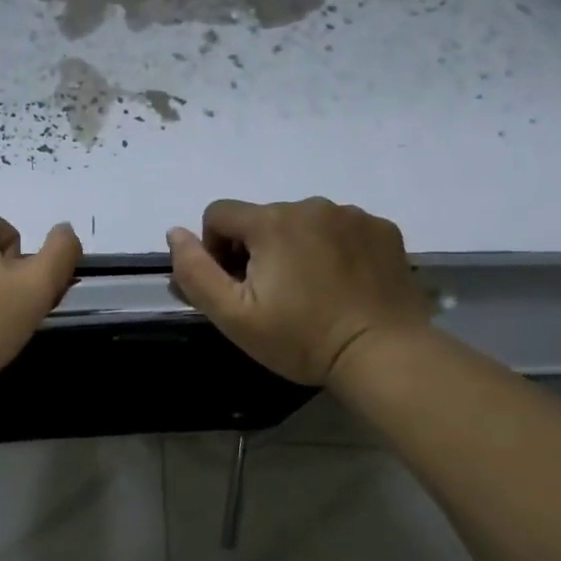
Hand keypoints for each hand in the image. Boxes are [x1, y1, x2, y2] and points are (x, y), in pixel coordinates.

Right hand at [166, 197, 430, 384]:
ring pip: (303, 222)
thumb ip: (195, 271)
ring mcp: (352, 215)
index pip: (219, 214)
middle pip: (262, 219)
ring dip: (296, 247)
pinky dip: (333, 248)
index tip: (236, 287)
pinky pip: (341, 229)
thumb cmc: (302, 338)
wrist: (384, 355)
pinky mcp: (383, 229)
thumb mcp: (233, 316)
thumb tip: (175, 232)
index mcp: (271, 222)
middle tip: (274, 297)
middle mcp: (310, 205)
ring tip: (312, 291)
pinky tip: (343, 284)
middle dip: (258, 250)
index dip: (216, 250)